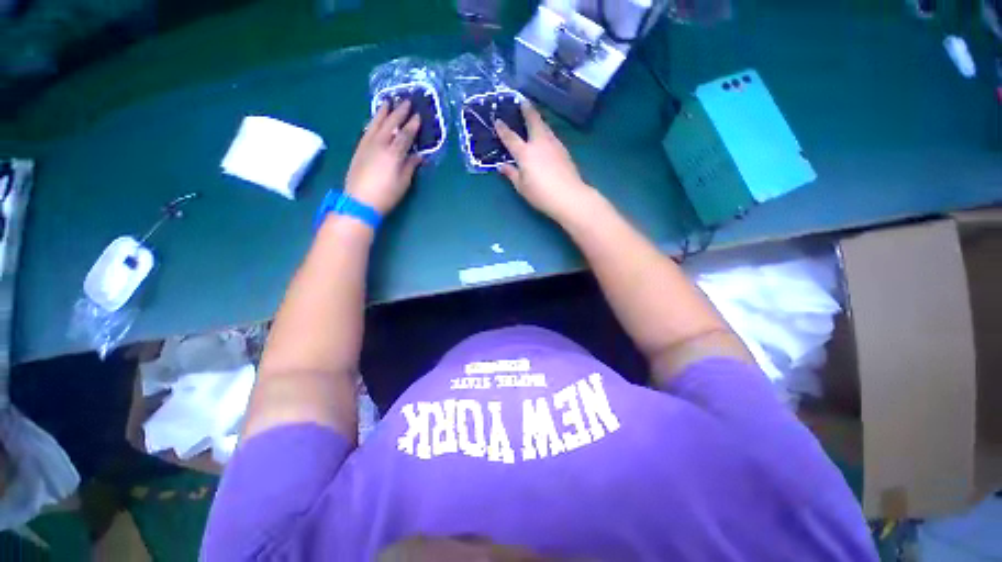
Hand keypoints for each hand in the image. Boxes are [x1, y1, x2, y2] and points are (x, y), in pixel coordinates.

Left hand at [344, 101, 422, 214]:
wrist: (360, 201)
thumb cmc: (386, 194)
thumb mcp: (403, 182)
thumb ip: (410, 166)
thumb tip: (418, 156)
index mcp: (393, 153)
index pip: (405, 135)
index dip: (412, 125)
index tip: (418, 116)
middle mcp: (380, 144)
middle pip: (390, 124)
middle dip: (399, 112)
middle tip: (406, 101)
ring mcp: (367, 145)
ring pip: (376, 124)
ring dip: (383, 112)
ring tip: (387, 102)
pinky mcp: (359, 149)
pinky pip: (366, 130)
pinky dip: (372, 122)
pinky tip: (374, 120)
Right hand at [494, 101, 594, 220]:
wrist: (569, 196)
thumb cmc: (541, 194)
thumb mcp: (522, 187)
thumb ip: (512, 174)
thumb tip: (502, 166)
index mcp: (525, 153)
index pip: (511, 138)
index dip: (503, 129)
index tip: (497, 120)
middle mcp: (539, 143)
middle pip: (533, 121)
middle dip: (527, 110)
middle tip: (523, 101)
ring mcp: (554, 145)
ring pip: (545, 127)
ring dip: (538, 119)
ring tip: (534, 117)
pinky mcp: (564, 150)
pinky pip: (552, 136)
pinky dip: (546, 132)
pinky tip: (545, 137)